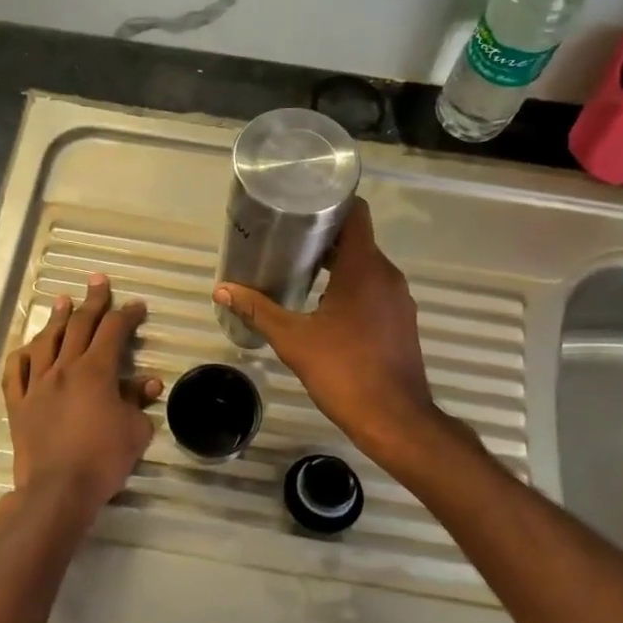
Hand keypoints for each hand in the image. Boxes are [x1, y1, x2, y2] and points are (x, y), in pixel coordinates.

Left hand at [0, 274, 159, 535]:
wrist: (57, 490)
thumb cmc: (103, 459)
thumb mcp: (135, 430)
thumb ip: (138, 401)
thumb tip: (148, 382)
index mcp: (96, 371)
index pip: (114, 331)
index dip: (127, 314)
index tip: (137, 305)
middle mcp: (64, 368)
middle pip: (79, 326)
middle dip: (92, 301)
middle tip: (98, 281)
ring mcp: (37, 384)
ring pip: (45, 341)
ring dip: (56, 318)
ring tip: (62, 300)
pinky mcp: (18, 404)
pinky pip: (15, 372)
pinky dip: (22, 355)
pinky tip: (27, 347)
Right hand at [215, 199, 441, 460]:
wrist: (395, 420)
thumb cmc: (344, 371)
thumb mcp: (294, 340)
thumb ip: (258, 310)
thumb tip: (222, 289)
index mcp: (364, 268)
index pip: (356, 213)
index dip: (331, 203)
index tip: (301, 205)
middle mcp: (387, 275)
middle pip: (357, 239)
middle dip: (323, 236)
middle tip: (286, 239)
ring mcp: (398, 299)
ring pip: (366, 266)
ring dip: (337, 263)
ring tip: (299, 269)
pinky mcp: (401, 320)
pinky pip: (374, 288)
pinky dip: (351, 286)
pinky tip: (324, 304)